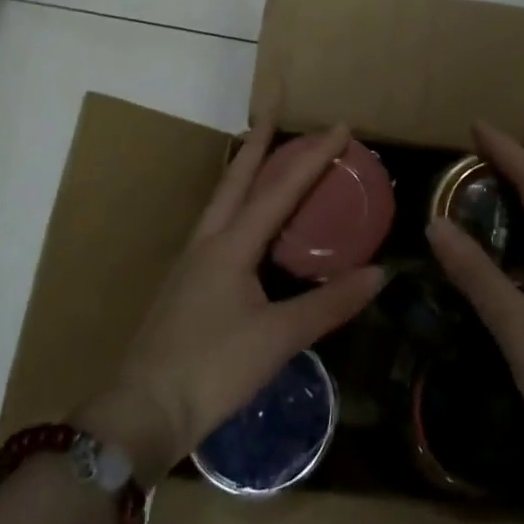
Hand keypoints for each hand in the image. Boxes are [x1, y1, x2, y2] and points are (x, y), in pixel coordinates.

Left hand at [78, 121, 383, 483]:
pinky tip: (245, 225)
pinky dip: (237, 208)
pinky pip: (218, 229)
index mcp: (230, 246)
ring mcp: (192, 264)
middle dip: (257, 144)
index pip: (279, 190)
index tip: (339, 127)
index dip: (312, 158)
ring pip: (222, 203)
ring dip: (243, 174)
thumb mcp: (278, 337)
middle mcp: (208, 243)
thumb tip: (379, 274)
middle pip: (235, 181)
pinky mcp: (186, 286)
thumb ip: (329, 304)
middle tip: (273, 112)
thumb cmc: (212, 368)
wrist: (144, 411)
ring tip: (263, 158)